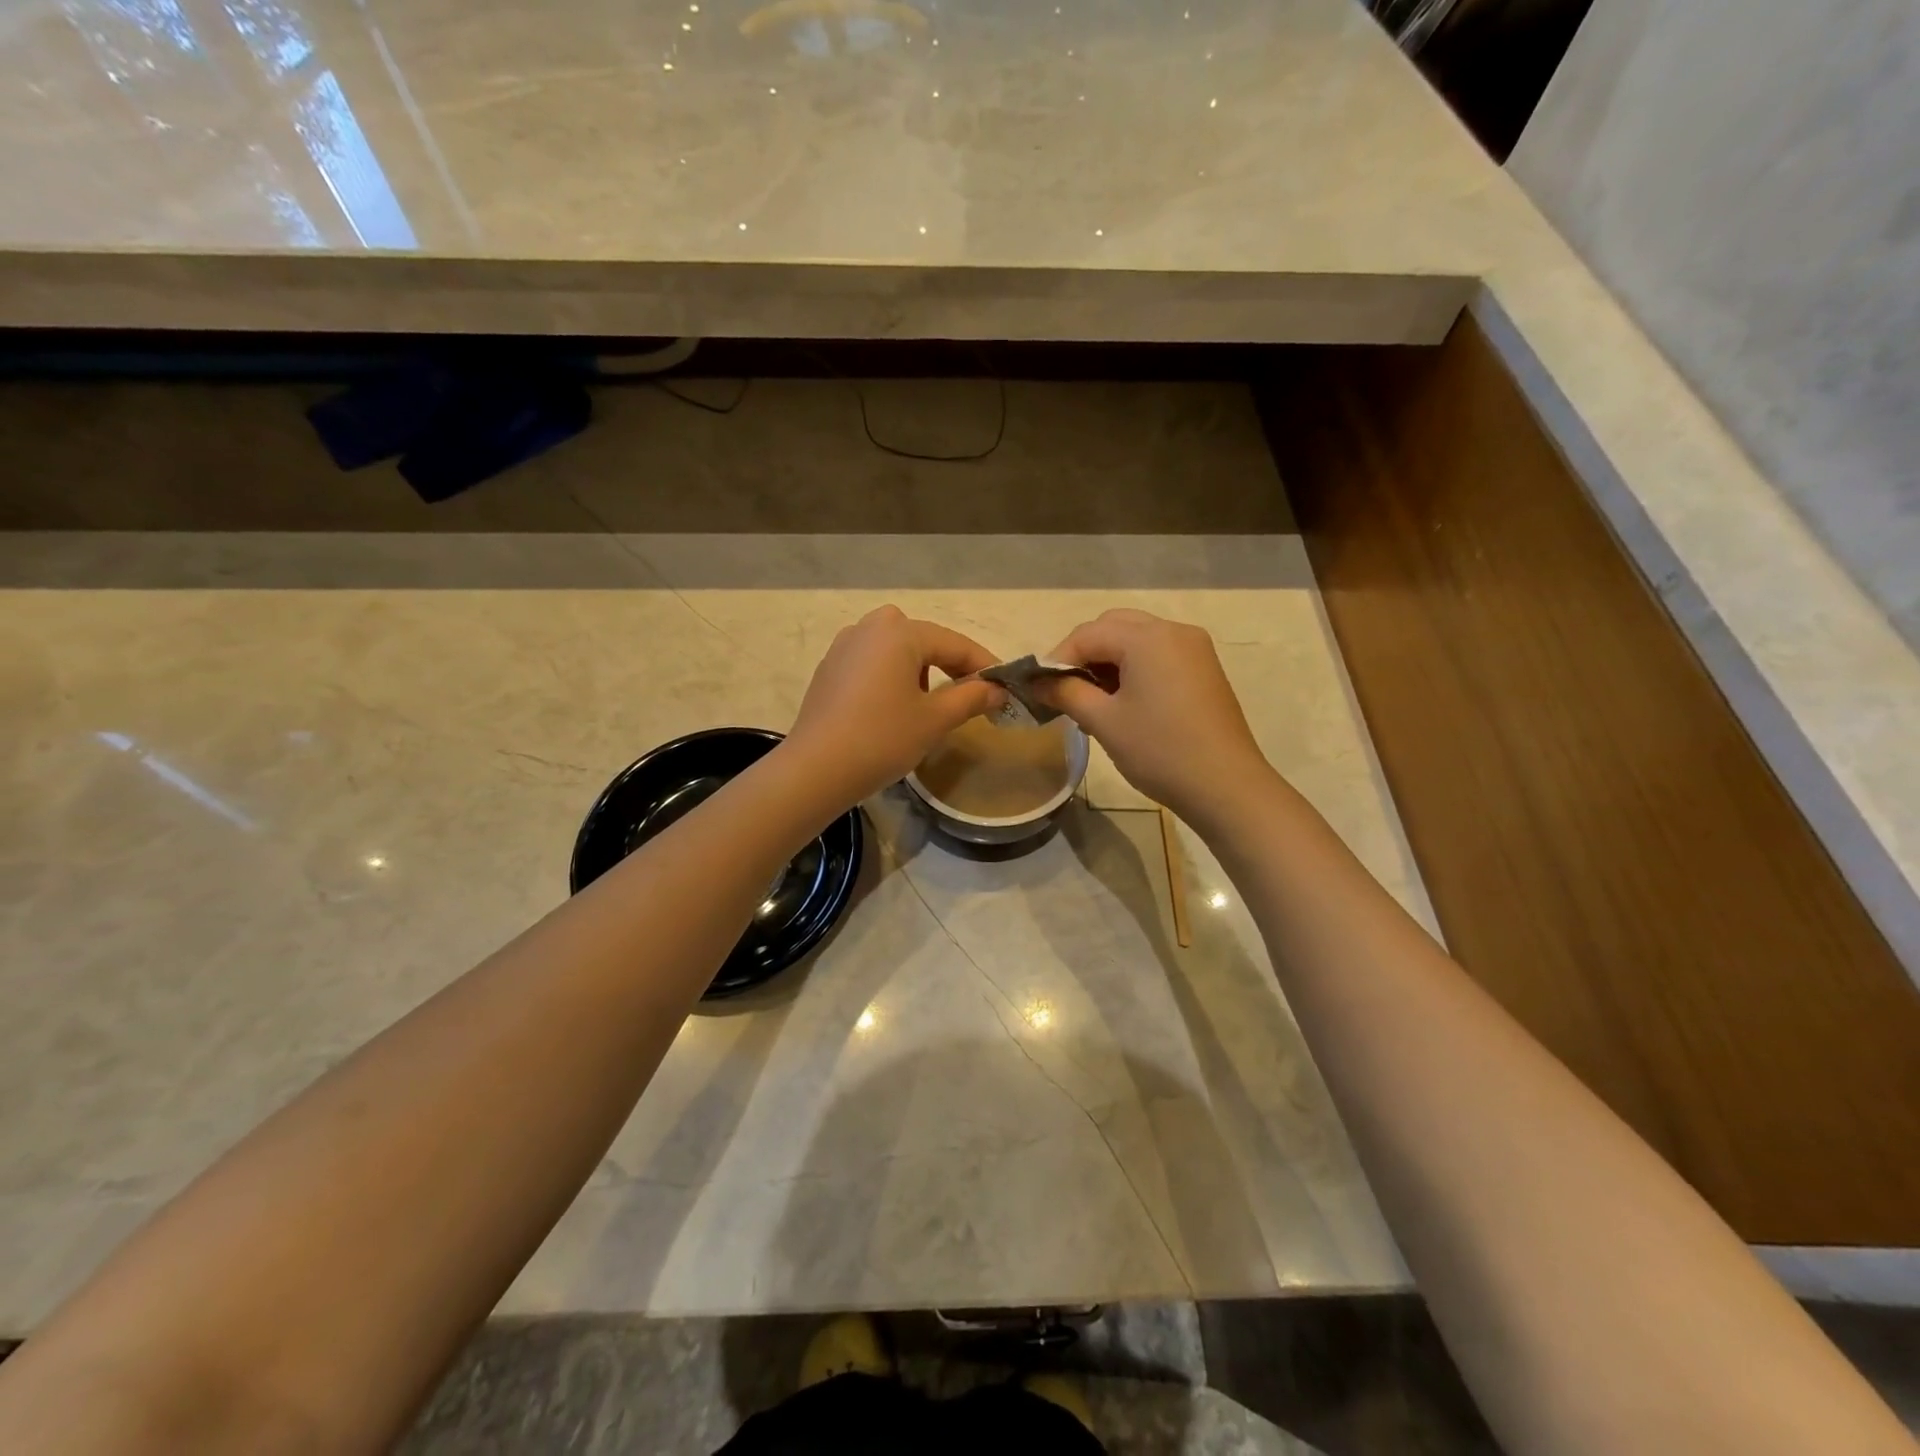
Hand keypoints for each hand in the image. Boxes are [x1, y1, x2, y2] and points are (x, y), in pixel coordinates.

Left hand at [783, 606, 1004, 808]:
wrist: (815, 770)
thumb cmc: (882, 739)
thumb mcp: (935, 720)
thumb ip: (971, 697)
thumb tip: (997, 689)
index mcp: (899, 632)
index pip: (954, 643)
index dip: (983, 665)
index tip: (1005, 687)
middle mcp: (870, 627)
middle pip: (924, 640)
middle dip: (950, 665)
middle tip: (970, 695)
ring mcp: (844, 646)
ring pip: (896, 650)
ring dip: (920, 670)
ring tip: (930, 705)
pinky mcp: (829, 668)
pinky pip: (872, 663)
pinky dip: (892, 677)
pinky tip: (893, 709)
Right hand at [1037, 609, 1271, 825]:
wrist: (1226, 787)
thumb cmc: (1160, 751)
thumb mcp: (1104, 722)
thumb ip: (1066, 693)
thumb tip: (1037, 682)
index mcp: (1148, 638)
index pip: (1087, 634)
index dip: (1057, 659)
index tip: (1039, 689)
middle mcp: (1173, 631)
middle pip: (1113, 627)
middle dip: (1083, 654)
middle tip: (1065, 691)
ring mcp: (1194, 649)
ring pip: (1136, 639)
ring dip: (1108, 661)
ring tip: (1092, 700)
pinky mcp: (1204, 669)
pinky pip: (1158, 654)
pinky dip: (1134, 668)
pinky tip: (1124, 702)